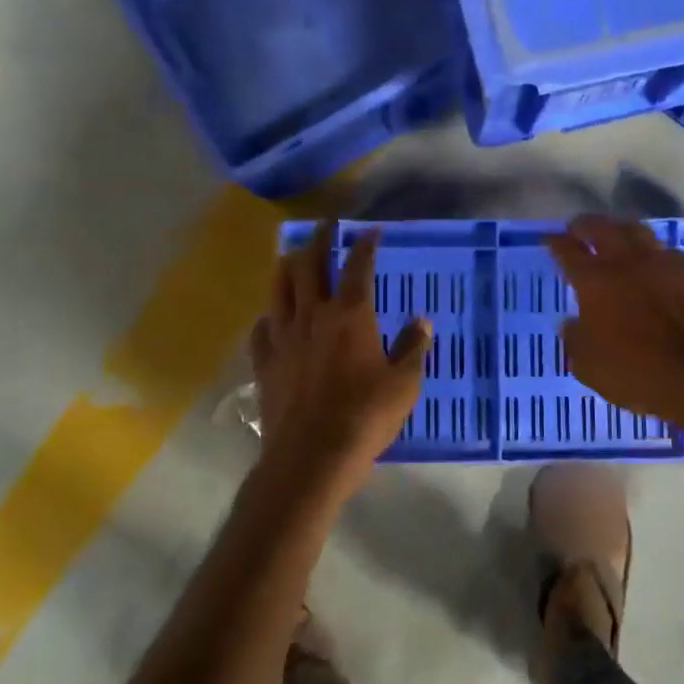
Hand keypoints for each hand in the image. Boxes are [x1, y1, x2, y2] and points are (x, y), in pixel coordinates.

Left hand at [249, 223, 429, 492]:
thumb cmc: (366, 417)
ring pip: (279, 288)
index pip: (358, 266)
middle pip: (309, 265)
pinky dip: (270, 315)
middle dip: (318, 240)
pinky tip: (273, 318)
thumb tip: (421, 321)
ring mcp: (284, 337)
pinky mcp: (265, 361)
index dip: (365, 244)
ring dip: (288, 267)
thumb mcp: (404, 384)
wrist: (312, 456)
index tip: (371, 230)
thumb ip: (412, 348)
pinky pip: (262, 328)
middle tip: (325, 227)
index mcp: (351, 316)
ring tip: (294, 257)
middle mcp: (313, 315)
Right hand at [546, 216, 683, 430]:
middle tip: (578, 228)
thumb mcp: (588, 365)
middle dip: (586, 225)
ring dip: (621, 229)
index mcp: (594, 280)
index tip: (550, 238)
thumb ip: (576, 339)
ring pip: (638, 231)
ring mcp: (662, 264)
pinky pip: (667, 252)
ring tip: (615, 234)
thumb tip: (572, 324)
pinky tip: (653, 260)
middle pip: (602, 228)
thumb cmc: (634, 372)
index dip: (556, 242)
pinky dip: (653, 251)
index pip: (568, 251)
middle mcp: (626, 262)